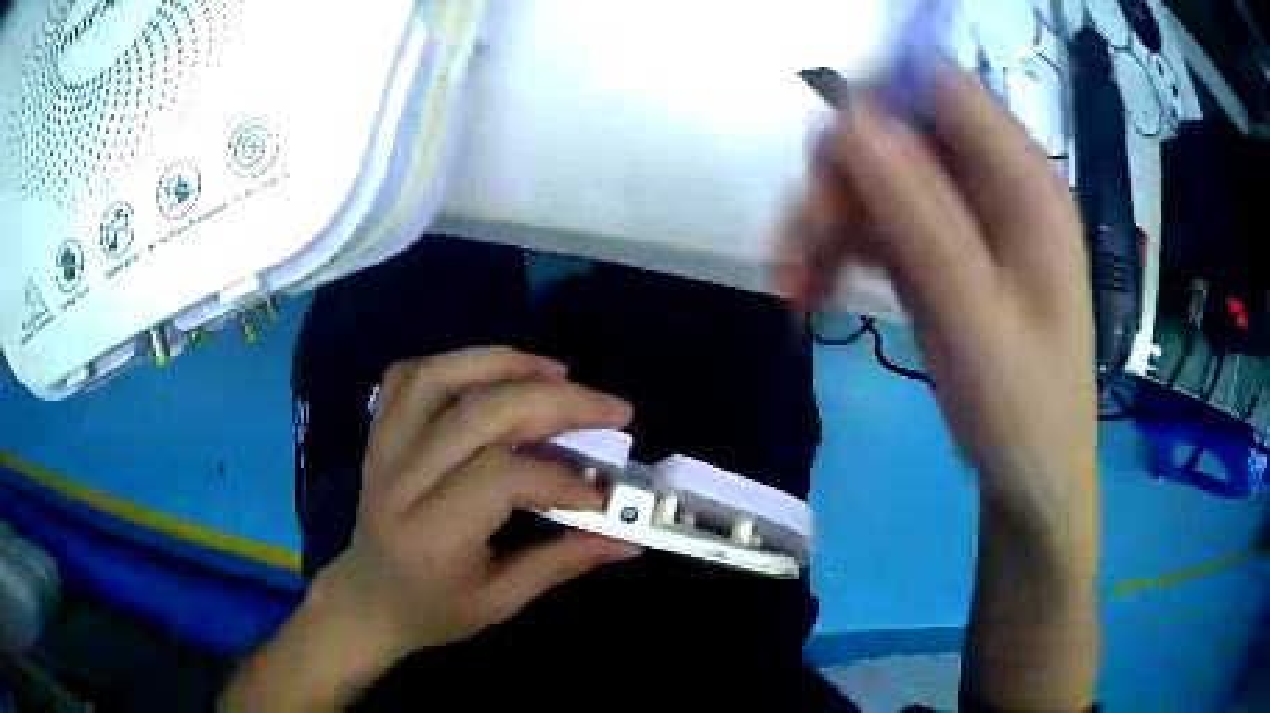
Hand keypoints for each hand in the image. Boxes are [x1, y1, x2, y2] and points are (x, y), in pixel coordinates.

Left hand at [297, 348, 636, 690]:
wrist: (369, 599)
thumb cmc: (435, 610)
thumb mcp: (501, 602)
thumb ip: (562, 564)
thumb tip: (628, 540)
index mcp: (433, 533)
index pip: (500, 477)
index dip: (561, 477)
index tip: (605, 492)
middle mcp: (402, 480)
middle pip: (479, 414)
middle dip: (556, 402)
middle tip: (611, 409)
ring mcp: (383, 448)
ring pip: (441, 378)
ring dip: (506, 365)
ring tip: (559, 374)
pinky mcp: (378, 432)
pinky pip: (409, 375)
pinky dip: (456, 363)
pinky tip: (495, 374)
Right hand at [784, 68, 1095, 531]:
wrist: (1031, 483)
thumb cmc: (1023, 411)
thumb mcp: (974, 318)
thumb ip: (919, 214)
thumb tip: (848, 120)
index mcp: (1025, 183)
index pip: (941, 88)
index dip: (876, 99)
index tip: (824, 159)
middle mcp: (996, 186)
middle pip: (898, 132)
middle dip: (839, 179)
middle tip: (799, 246)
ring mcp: (967, 220)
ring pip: (878, 179)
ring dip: (827, 221)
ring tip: (795, 286)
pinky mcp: (943, 254)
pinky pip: (880, 224)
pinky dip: (840, 250)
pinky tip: (816, 292)